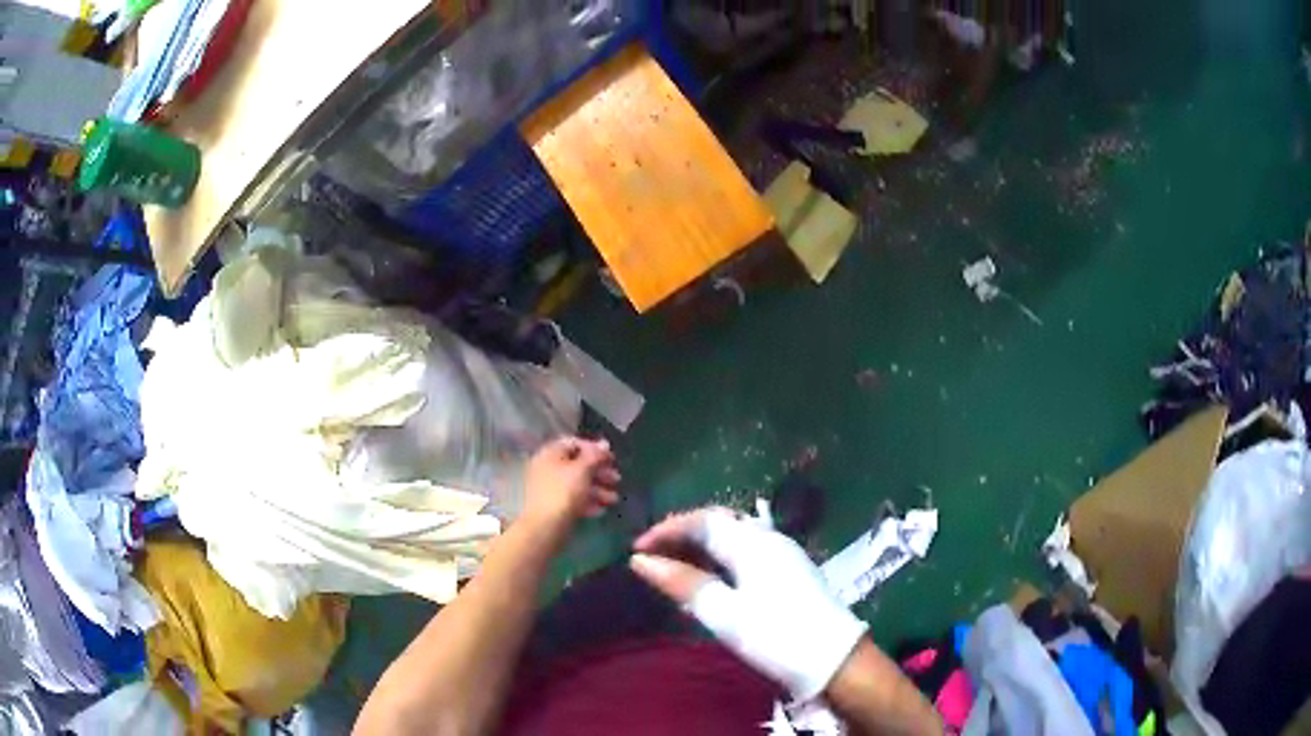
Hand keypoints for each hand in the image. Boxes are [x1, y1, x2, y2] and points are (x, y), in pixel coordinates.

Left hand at [520, 437, 620, 537]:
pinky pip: (573, 499)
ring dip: (598, 489)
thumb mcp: (582, 470)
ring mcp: (549, 488)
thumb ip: (594, 456)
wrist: (545, 528)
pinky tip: (601, 510)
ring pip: (577, 483)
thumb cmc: (563, 493)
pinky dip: (587, 502)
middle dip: (599, 472)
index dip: (594, 448)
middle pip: (577, 464)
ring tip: (614, 499)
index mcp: (550, 454)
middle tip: (617, 479)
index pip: (574, 443)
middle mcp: (547, 468)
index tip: (611, 458)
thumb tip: (604, 443)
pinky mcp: (554, 506)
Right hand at [629, 508, 867, 702]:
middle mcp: (769, 539)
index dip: (666, 531)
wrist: (833, 658)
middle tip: (654, 555)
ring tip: (675, 567)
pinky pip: (747, 552)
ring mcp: (784, 554)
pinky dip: (721, 559)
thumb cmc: (775, 634)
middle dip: (683, 534)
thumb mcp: (724, 613)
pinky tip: (712, 579)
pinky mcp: (791, 572)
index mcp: (752, 542)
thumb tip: (641, 562)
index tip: (636, 551)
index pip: (702, 520)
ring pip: (735, 538)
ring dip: (702, 547)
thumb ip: (683, 584)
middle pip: (720, 523)